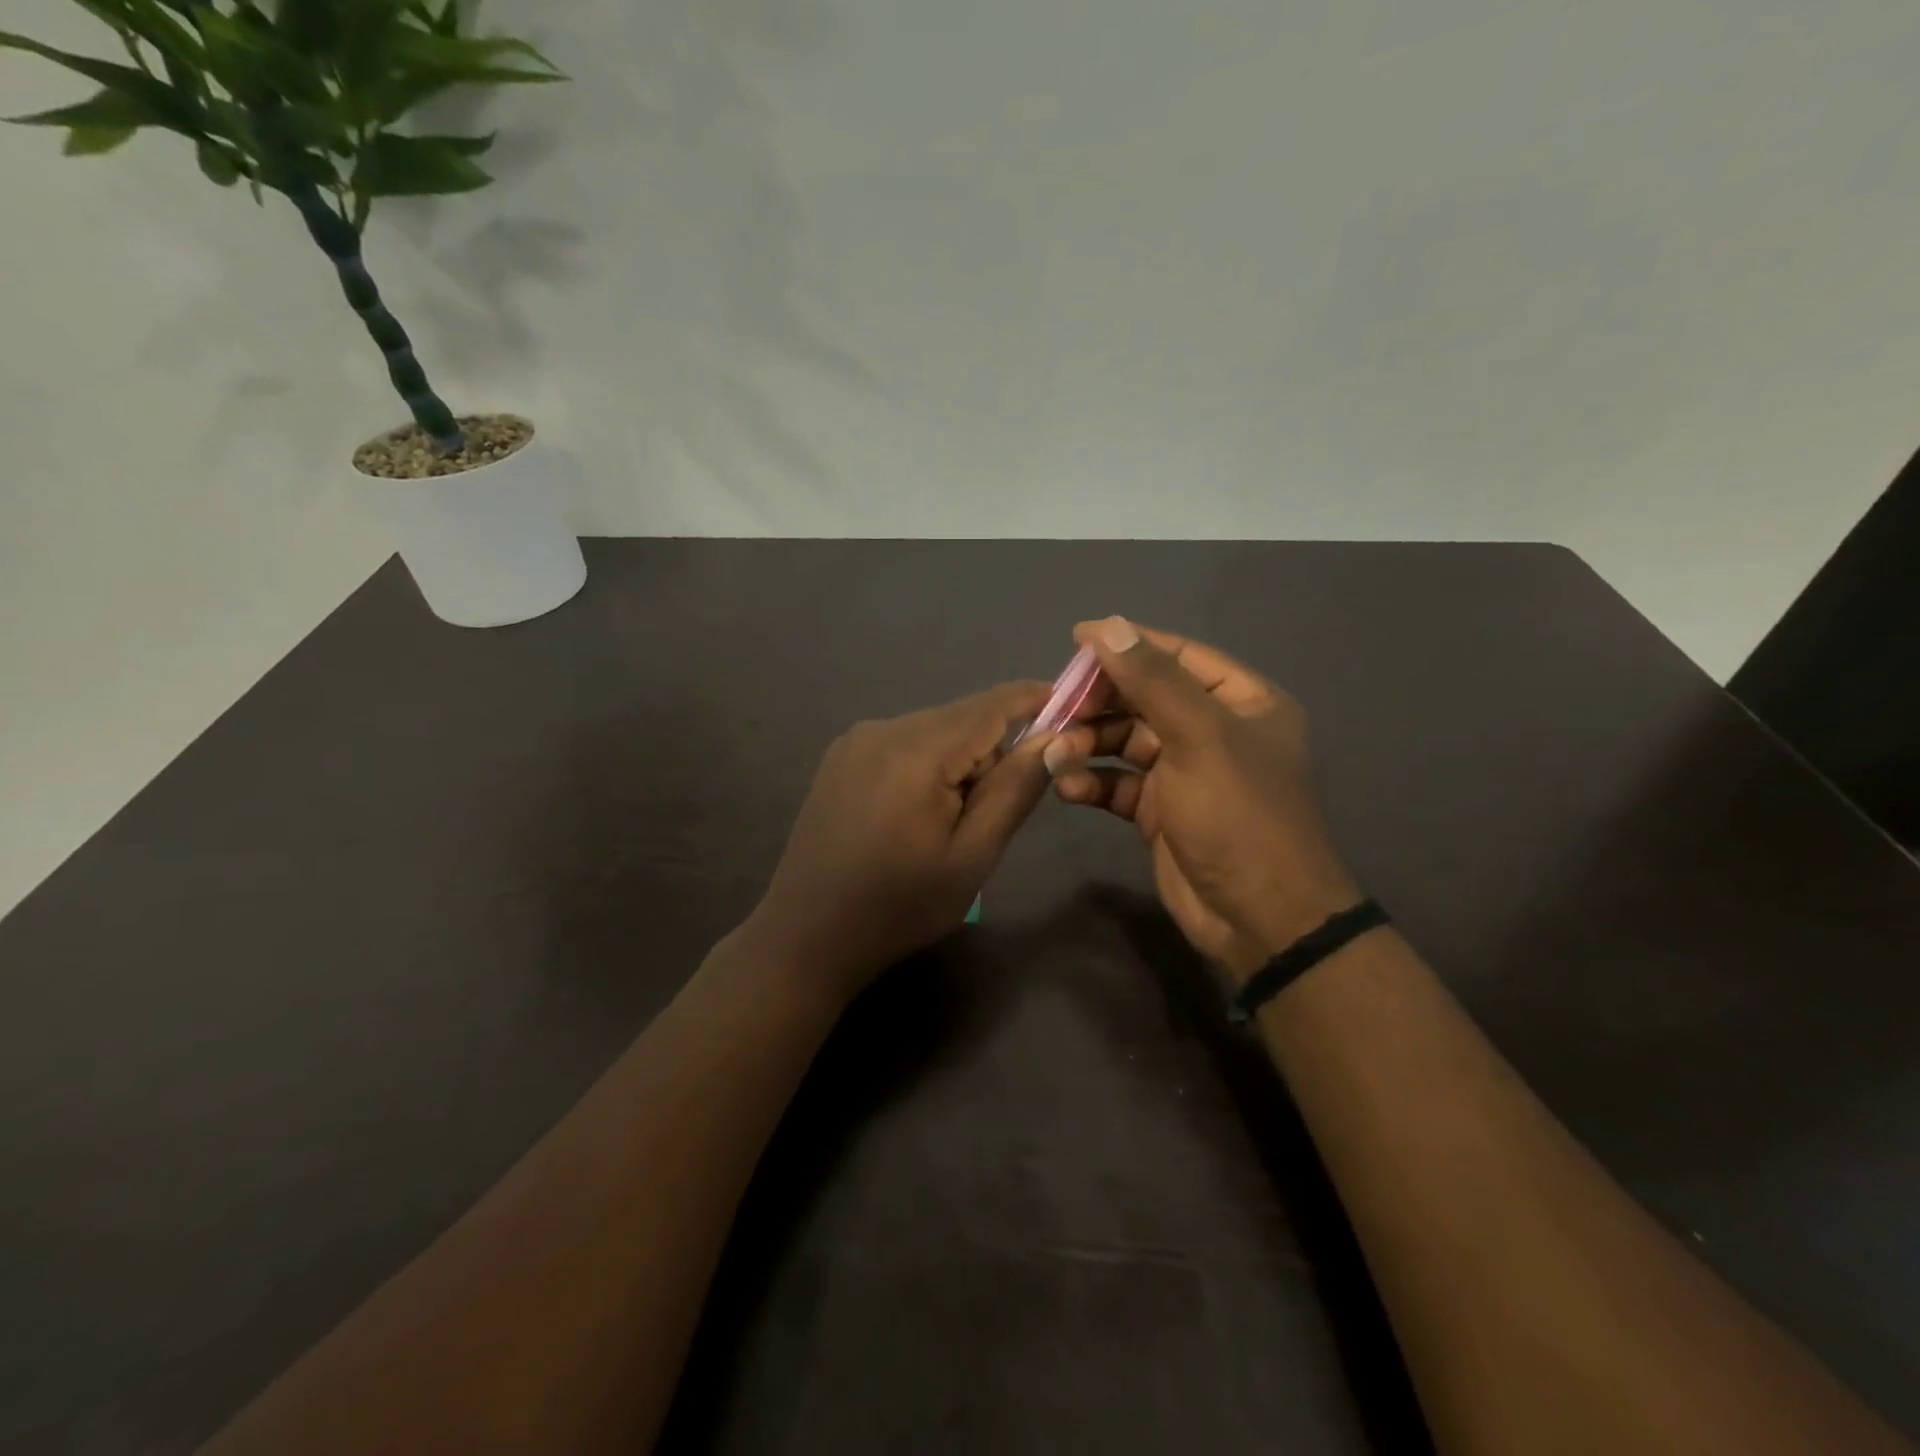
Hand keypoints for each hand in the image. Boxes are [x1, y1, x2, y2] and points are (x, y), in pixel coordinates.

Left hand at [748, 681, 1055, 996]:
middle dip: (992, 751)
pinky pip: (904, 744)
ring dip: (958, 762)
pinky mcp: (840, 757)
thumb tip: (1054, 736)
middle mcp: (882, 729)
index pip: (991, 705)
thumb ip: (1014, 789)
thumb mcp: (972, 856)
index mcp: (917, 751)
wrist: (807, 935)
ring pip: (933, 731)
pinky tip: (913, 815)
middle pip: (962, 719)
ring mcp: (855, 740)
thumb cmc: (899, 906)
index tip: (1073, 708)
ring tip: (946, 824)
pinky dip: (927, 765)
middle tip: (990, 814)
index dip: (1035, 699)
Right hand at [1044, 618, 1359, 979]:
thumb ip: (1153, 680)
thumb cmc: (1239, 815)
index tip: (1076, 638)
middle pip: (1145, 699)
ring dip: (1088, 743)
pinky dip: (1092, 782)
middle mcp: (1213, 731)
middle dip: (1100, 703)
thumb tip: (1108, 626)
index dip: (1129, 644)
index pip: (1178, 656)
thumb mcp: (1199, 737)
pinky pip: (1118, 783)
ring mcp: (1185, 773)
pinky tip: (1067, 788)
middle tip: (1058, 707)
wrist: (1259, 919)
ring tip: (1056, 753)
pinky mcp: (1160, 811)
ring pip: (1125, 741)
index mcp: (1241, 702)